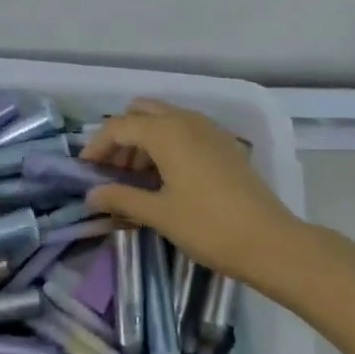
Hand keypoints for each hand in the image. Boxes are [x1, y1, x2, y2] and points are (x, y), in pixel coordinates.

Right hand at [79, 99, 302, 281]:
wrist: (269, 241)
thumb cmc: (208, 226)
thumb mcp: (159, 213)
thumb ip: (121, 198)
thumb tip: (91, 195)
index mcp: (166, 131)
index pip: (118, 126)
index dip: (96, 147)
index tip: (85, 172)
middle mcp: (186, 119)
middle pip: (140, 112)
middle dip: (121, 137)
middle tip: (112, 172)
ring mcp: (208, 128)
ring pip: (164, 119)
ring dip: (143, 141)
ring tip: (135, 181)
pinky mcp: (224, 143)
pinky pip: (184, 130)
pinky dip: (166, 144)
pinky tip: (165, 179)